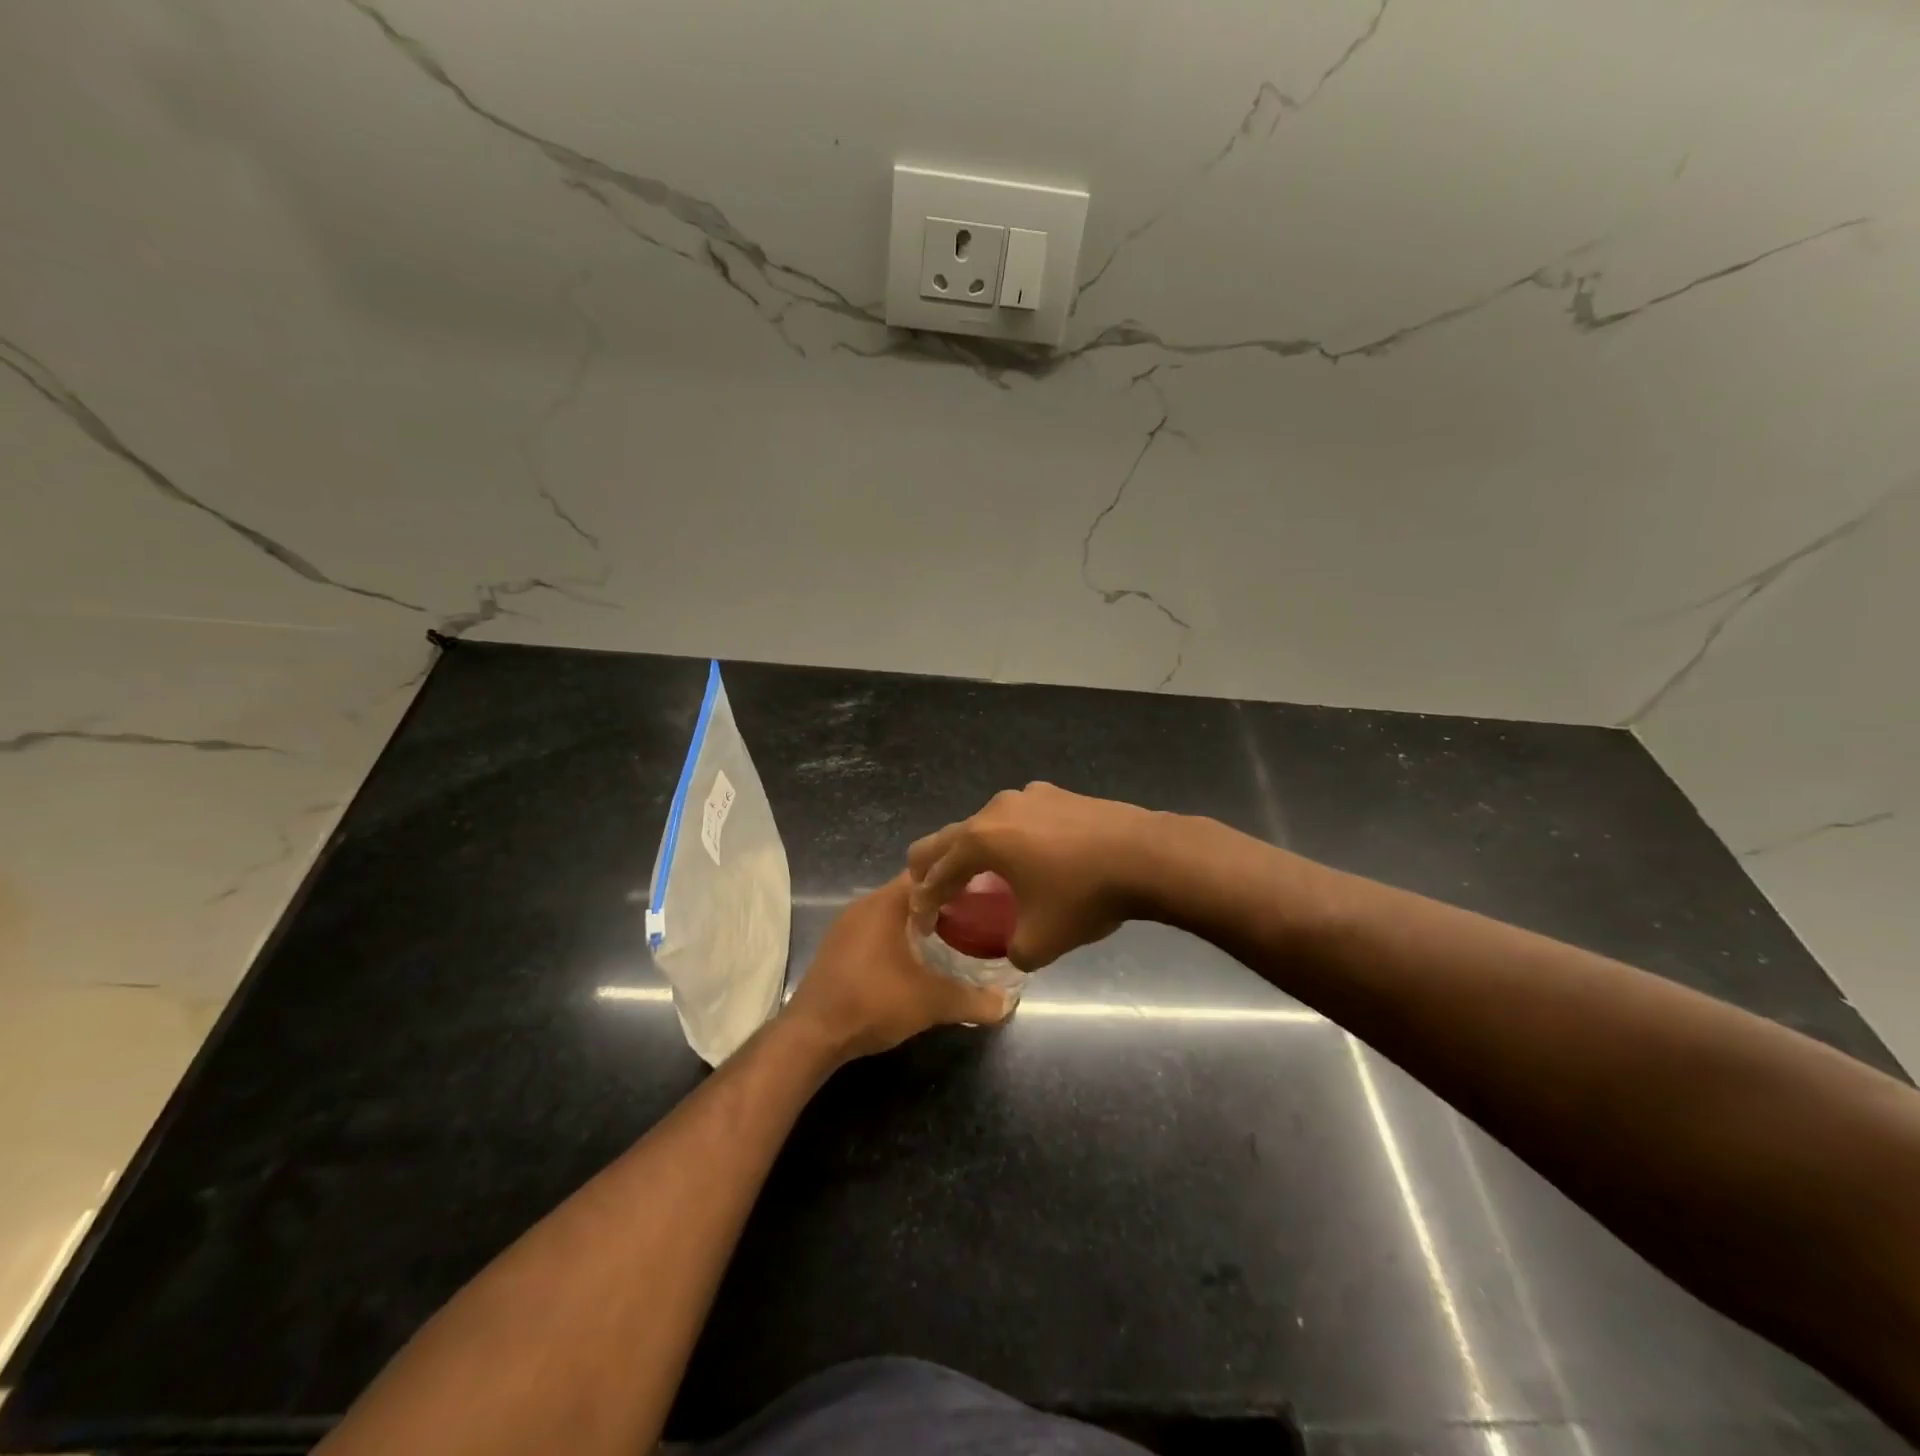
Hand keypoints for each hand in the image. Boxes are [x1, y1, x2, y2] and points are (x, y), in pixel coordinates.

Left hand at [783, 875, 1012, 1061]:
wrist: (812, 1035)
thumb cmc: (872, 1002)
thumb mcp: (930, 1002)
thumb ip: (972, 1000)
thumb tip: (1008, 1003)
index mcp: (886, 902)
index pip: (927, 872)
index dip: (956, 878)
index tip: (984, 890)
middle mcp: (864, 905)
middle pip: (910, 891)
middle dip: (942, 901)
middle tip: (976, 915)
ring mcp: (846, 926)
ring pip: (892, 912)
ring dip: (918, 921)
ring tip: (953, 936)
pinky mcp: (838, 948)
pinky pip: (876, 930)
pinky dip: (898, 936)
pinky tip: (915, 959)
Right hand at [907, 783, 1164, 969]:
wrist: (1146, 855)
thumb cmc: (1083, 896)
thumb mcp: (1040, 942)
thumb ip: (1013, 951)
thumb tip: (1015, 948)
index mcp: (981, 840)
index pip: (937, 873)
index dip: (925, 901)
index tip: (922, 923)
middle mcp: (995, 809)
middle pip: (949, 837)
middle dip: (933, 866)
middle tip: (930, 892)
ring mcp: (1027, 795)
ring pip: (985, 823)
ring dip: (975, 849)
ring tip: (982, 875)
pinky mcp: (1056, 793)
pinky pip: (1019, 816)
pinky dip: (1010, 837)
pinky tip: (1031, 855)